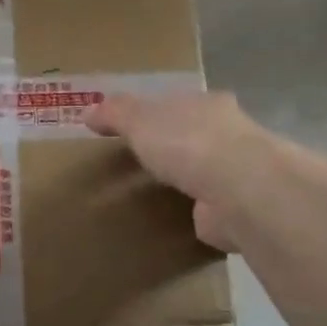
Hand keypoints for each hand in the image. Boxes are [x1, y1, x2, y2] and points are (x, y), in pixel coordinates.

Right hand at [85, 92, 272, 250]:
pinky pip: (210, 209)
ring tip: (157, 195)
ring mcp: (237, 174)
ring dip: (189, 181)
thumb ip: (116, 114)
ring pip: (207, 173)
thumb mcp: (140, 120)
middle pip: (197, 136)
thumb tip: (88, 111)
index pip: (182, 103)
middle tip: (145, 163)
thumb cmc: (187, 143)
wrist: (238, 190)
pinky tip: (178, 222)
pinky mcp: (237, 210)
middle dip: (177, 147)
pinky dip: (197, 213)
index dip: (160, 113)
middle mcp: (229, 135)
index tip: (138, 127)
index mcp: (208, 105)